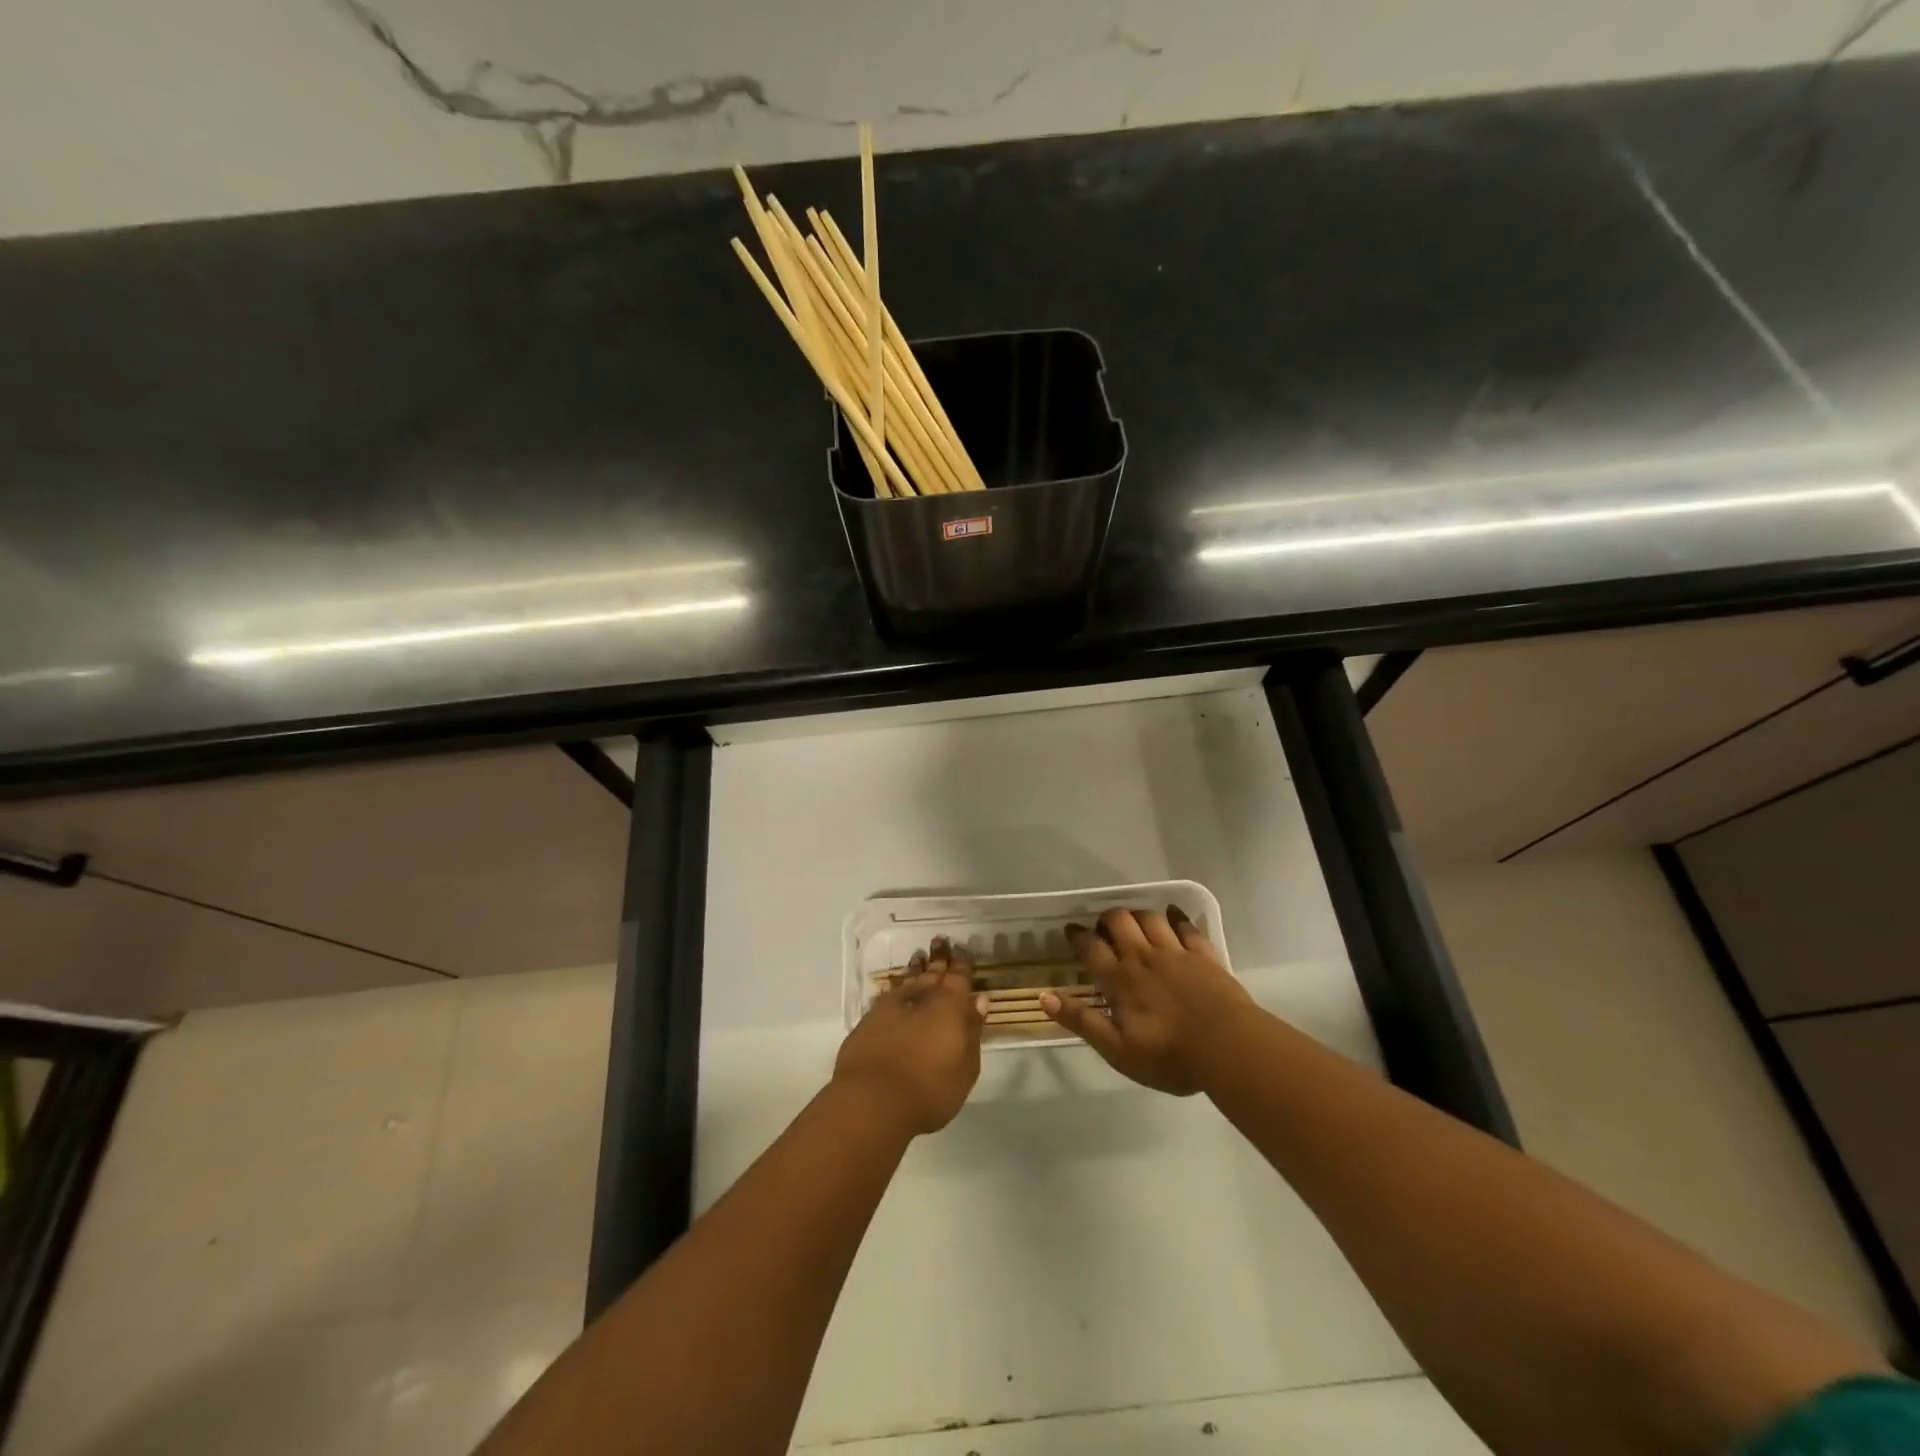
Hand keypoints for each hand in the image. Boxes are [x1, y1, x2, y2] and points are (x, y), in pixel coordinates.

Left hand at [833, 937, 988, 1135]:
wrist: (873, 1100)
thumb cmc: (931, 1088)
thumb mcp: (966, 1067)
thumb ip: (972, 1030)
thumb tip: (978, 1000)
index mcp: (949, 1005)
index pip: (959, 977)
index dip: (962, 963)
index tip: (963, 948)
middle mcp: (920, 998)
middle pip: (932, 972)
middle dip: (939, 957)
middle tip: (940, 940)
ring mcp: (891, 1007)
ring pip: (908, 980)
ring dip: (915, 969)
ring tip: (919, 956)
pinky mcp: (869, 1021)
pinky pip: (888, 996)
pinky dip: (895, 990)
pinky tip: (894, 989)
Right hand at [1041, 906, 1251, 1094]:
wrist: (1229, 1048)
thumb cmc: (1170, 1056)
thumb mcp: (1117, 1050)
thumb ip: (1082, 1021)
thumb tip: (1045, 997)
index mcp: (1120, 979)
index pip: (1091, 947)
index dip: (1077, 936)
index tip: (1071, 932)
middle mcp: (1143, 956)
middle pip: (1118, 920)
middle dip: (1106, 919)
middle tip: (1103, 929)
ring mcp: (1176, 952)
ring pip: (1149, 917)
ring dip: (1137, 914)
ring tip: (1133, 922)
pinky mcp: (1203, 954)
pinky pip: (1186, 925)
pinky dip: (1176, 916)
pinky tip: (1173, 914)